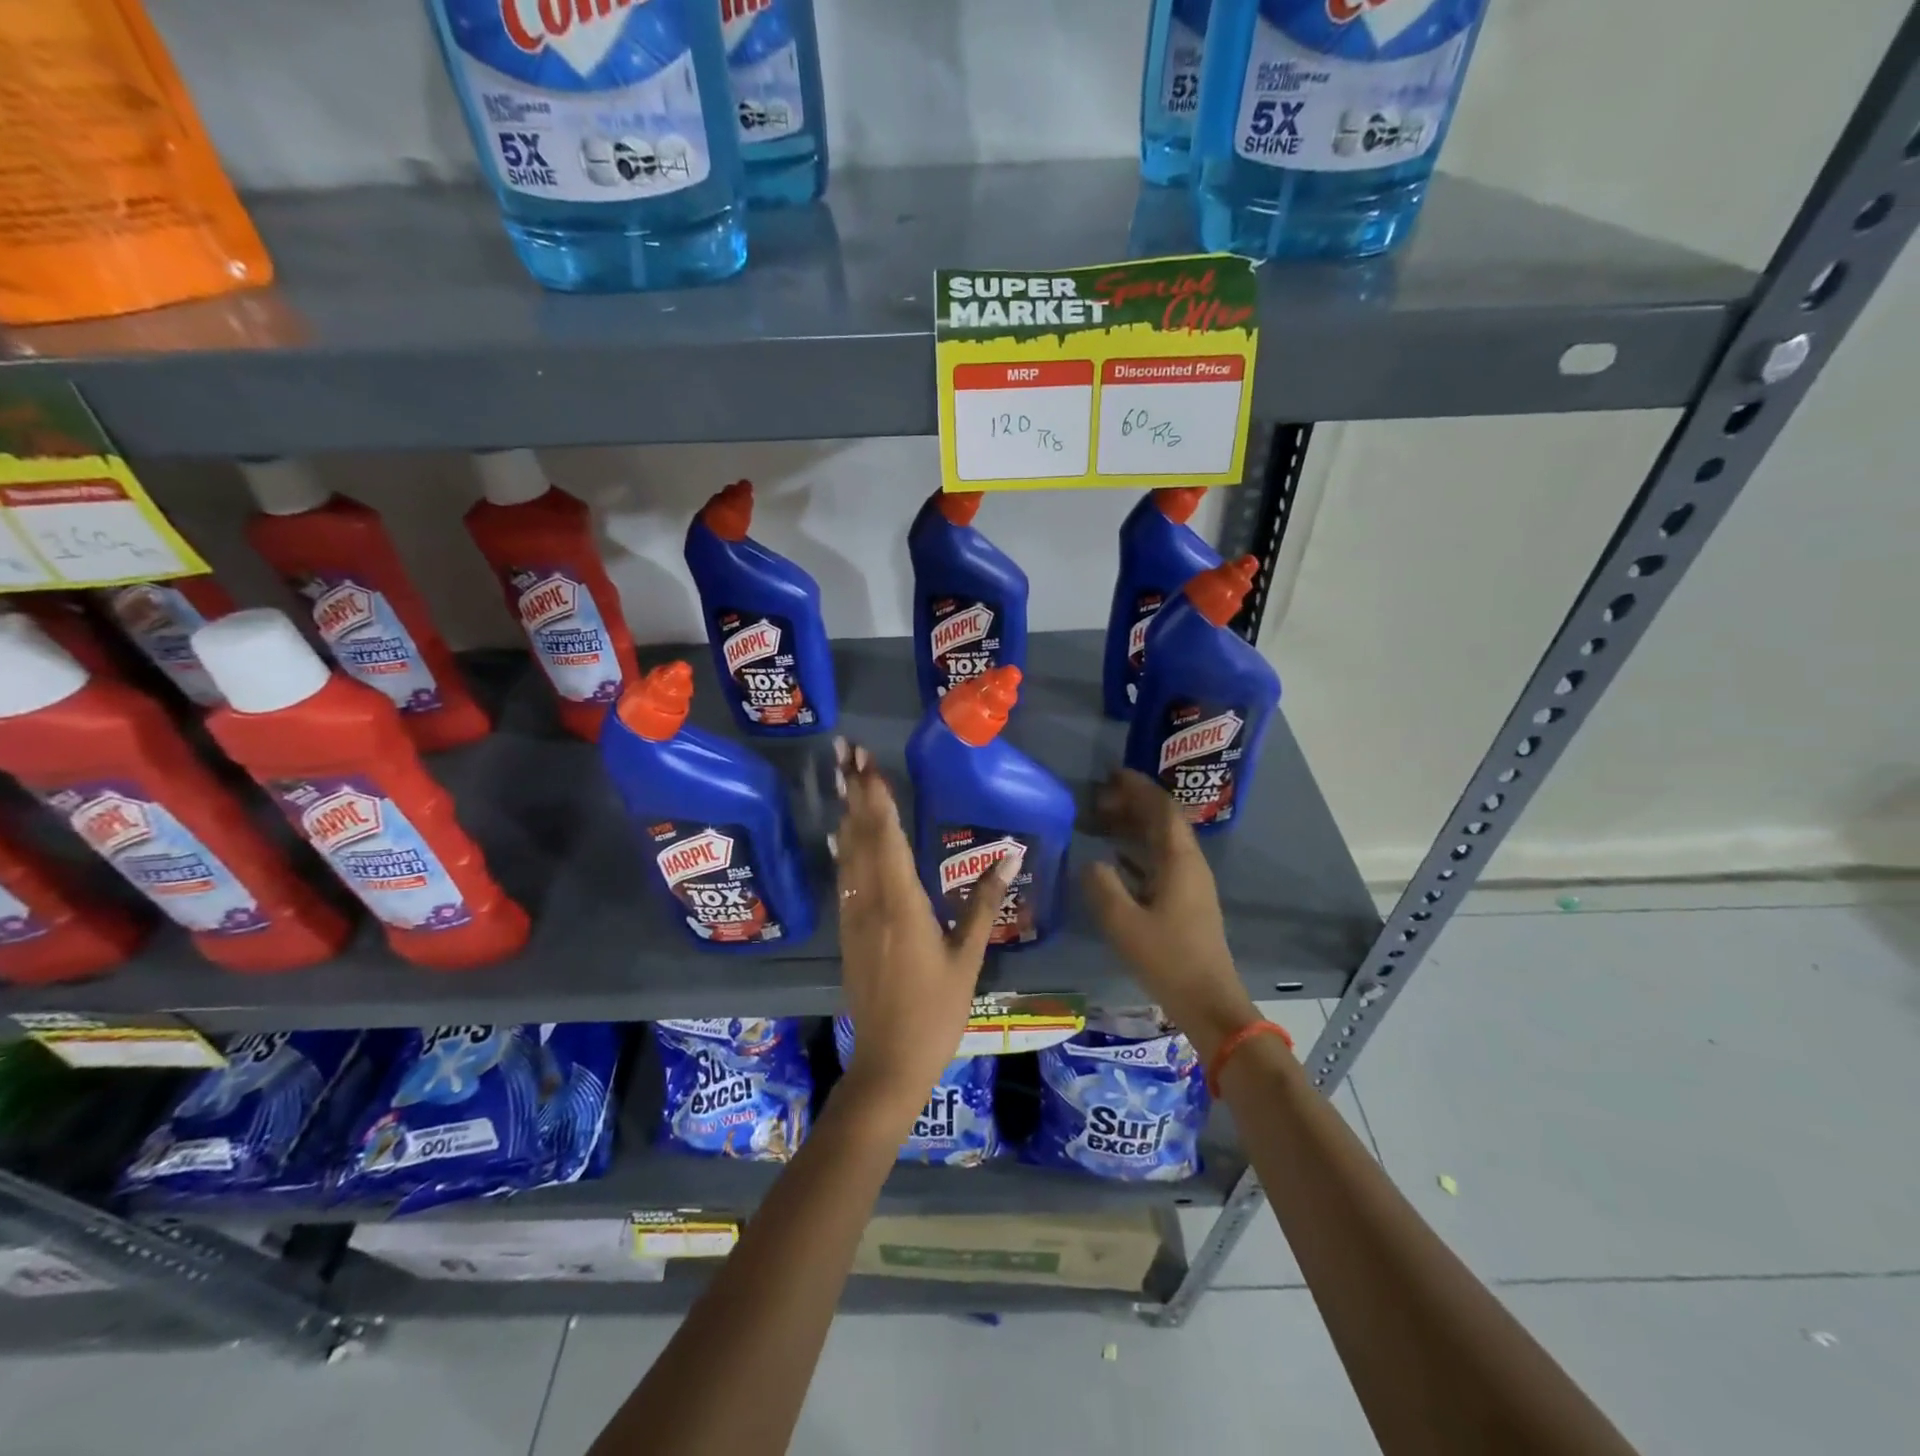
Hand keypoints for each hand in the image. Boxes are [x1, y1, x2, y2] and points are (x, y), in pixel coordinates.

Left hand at [830, 737, 1011, 1127]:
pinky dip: (843, 848)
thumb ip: (985, 903)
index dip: (876, 796)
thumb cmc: (936, 1011)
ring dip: (845, 812)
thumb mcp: (967, 957)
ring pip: (847, 853)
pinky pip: (844, 877)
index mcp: (902, 903)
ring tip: (841, 777)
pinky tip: (840, 834)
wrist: (888, 1062)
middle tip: (844, 750)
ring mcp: (854, 916)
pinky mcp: (848, 931)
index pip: (887, 837)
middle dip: (853, 790)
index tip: (867, 762)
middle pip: (860, 835)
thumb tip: (1011, 855)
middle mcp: (871, 901)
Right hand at [1082, 769, 1256, 1061]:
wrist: (1209, 1003)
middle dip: (1134, 803)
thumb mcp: (1124, 923)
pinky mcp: (1186, 903)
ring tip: (1101, 820)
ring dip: (1135, 826)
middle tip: (1099, 797)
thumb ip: (1102, 886)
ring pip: (1162, 841)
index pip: (1162, 809)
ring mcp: (1191, 884)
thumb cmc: (1168, 959)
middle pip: (1163, 821)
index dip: (1138, 788)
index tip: (1111, 775)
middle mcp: (1190, 865)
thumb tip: (1091, 861)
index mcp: (1180, 861)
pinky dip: (1137, 851)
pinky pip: (1160, 861)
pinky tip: (1115, 858)